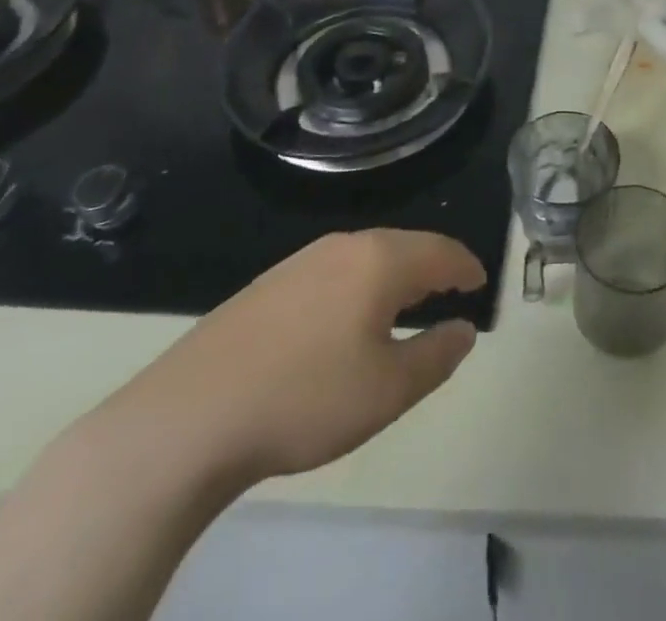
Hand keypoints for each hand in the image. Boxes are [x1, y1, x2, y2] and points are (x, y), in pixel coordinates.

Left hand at [97, 230, 485, 489]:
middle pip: (404, 245)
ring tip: (405, 302)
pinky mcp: (268, 285)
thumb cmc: (304, 399)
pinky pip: (333, 272)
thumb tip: (465, 329)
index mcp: (380, 260)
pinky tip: (346, 318)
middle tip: (450, 289)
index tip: (481, 281)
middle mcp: (344, 246)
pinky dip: (359, 284)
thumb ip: (437, 355)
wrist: (185, 420)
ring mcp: (300, 262)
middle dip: (432, 265)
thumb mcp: (387, 390)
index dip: (466, 266)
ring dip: (395, 274)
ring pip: (367, 256)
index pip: (440, 251)